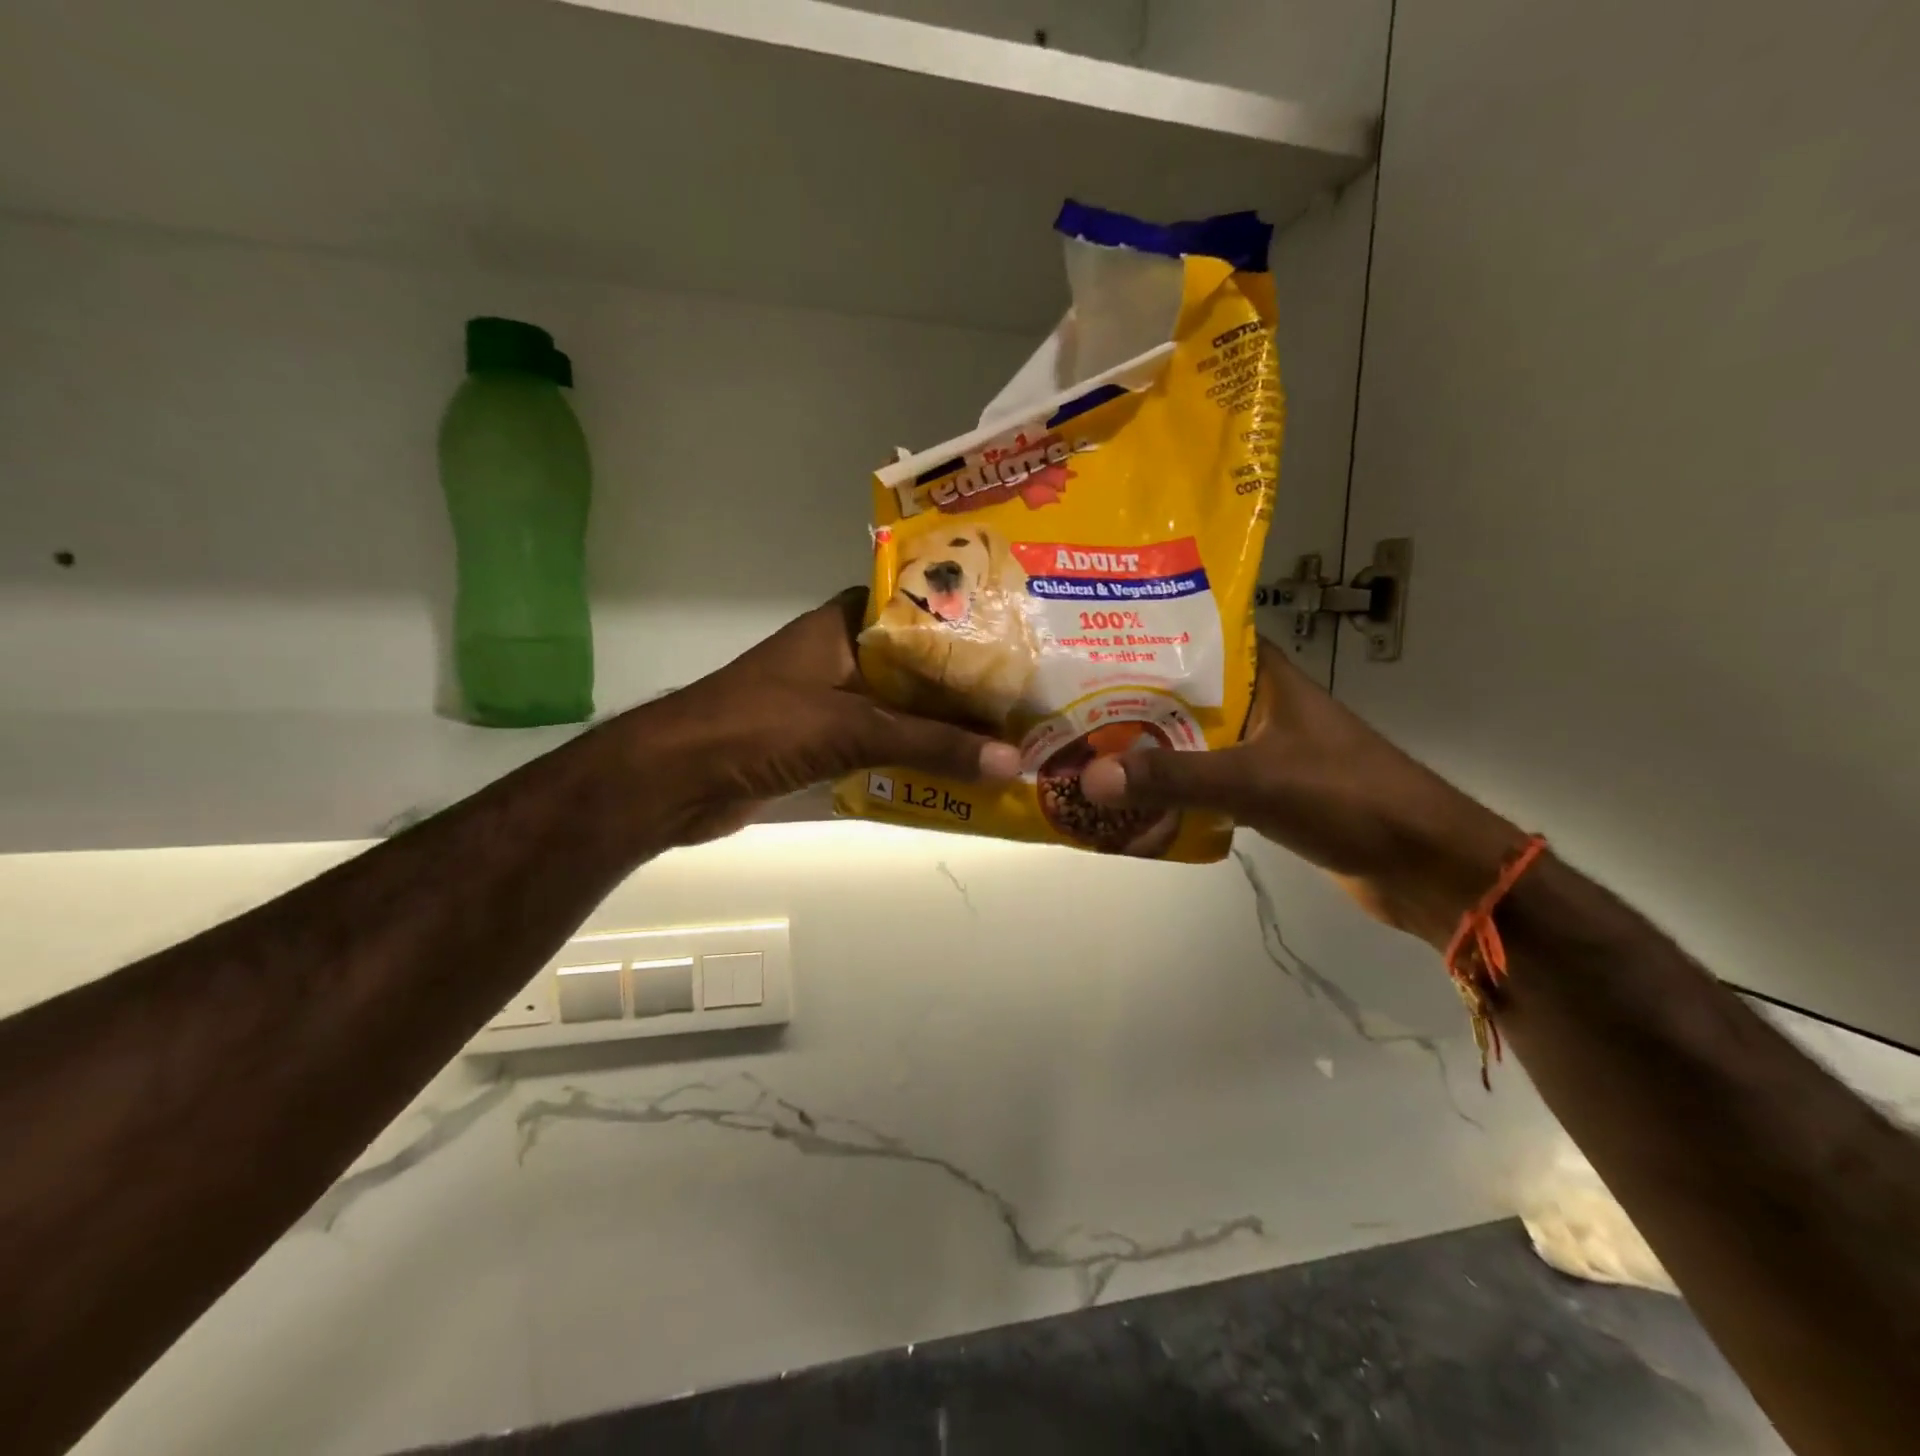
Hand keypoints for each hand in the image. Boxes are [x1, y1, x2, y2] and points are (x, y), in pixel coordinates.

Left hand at [635, 589, 1020, 844]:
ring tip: (1009, 732)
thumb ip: (932, 744)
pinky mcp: (823, 742)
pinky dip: (916, 755)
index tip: (1018, 636)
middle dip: (965, 682)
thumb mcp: (853, 728)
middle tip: (1027, 693)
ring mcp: (831, 700)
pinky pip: (883, 743)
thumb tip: (1012, 761)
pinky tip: (960, 769)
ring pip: (902, 706)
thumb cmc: (760, 728)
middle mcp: (841, 655)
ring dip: (943, 724)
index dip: (966, 620)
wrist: (676, 780)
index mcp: (842, 625)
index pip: (916, 607)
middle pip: (917, 663)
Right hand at [1081, 638, 1523, 947]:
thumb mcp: (1253, 780)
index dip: (1147, 637)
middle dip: (1133, 701)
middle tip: (1072, 704)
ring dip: (1149, 747)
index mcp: (1266, 677)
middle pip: (1186, 693)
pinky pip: (1205, 780)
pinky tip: (1132, 796)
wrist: (1423, 865)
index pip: (1199, 637)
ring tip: (1088, 747)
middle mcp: (1261, 704)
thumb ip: (1173, 778)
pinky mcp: (1265, 791)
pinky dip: (1173, 787)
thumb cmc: (1347, 798)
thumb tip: (1090, 779)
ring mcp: (1263, 749)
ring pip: (1192, 739)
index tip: (1092, 643)